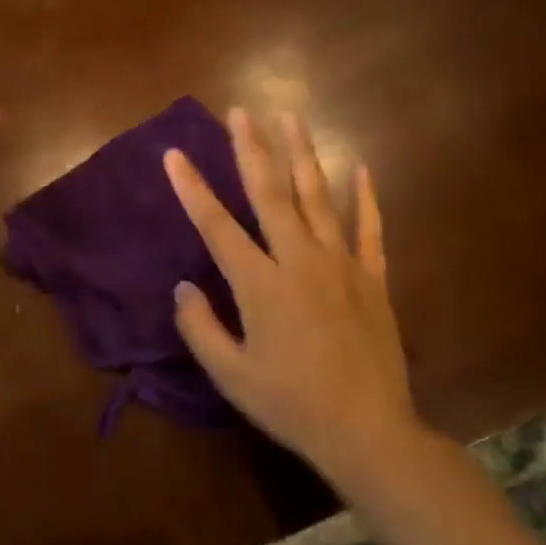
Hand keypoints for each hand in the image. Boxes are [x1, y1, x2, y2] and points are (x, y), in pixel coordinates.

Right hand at [164, 109, 418, 479]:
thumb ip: (200, 328)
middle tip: (240, 111)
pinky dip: (365, 197)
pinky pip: (369, 229)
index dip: (192, 189)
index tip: (173, 154)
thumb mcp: (230, 375)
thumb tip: (183, 288)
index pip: (217, 226)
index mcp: (261, 285)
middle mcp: (300, 261)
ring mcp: (341, 265)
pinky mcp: (372, 278)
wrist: (369, 433)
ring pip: (318, 198)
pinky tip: (360, 167)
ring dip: (302, 154)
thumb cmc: (291, 404)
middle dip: (252, 149)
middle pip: (271, 194)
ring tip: (290, 117)